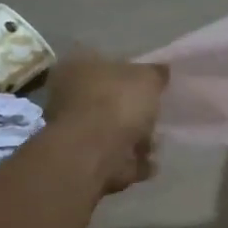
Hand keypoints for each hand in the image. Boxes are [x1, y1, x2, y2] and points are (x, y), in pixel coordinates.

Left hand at [45, 55, 167, 194]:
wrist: (93, 153)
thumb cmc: (117, 102)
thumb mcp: (148, 78)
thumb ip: (156, 73)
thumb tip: (161, 71)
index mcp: (77, 66)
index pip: (104, 63)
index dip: (129, 73)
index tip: (149, 86)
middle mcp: (66, 95)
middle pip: (106, 100)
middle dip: (131, 111)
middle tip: (155, 118)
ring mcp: (70, 130)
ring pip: (108, 131)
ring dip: (132, 140)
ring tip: (155, 146)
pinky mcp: (79, 160)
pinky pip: (111, 158)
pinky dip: (129, 162)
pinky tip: (149, 165)